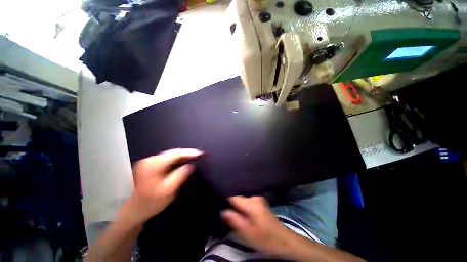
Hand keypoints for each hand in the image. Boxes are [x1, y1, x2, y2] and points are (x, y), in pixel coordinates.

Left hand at [119, 148, 202, 224]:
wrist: (132, 211)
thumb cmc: (150, 203)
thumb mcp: (168, 190)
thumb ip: (180, 175)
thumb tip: (191, 165)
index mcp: (154, 165)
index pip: (175, 154)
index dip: (189, 152)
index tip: (200, 153)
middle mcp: (150, 160)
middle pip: (172, 153)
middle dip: (186, 153)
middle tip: (197, 155)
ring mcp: (147, 162)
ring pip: (168, 155)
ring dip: (181, 156)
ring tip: (192, 157)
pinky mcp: (148, 166)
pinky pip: (165, 159)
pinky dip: (174, 159)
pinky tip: (180, 162)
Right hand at [221, 196, 295, 256]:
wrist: (284, 240)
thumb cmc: (265, 238)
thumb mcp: (247, 232)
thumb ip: (234, 220)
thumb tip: (223, 211)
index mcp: (251, 203)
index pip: (234, 198)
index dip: (228, 204)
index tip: (225, 212)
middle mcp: (255, 198)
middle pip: (239, 200)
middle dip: (235, 208)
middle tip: (234, 220)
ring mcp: (259, 199)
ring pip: (244, 202)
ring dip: (241, 209)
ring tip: (241, 220)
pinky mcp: (262, 203)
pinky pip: (249, 203)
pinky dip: (246, 209)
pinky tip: (248, 218)